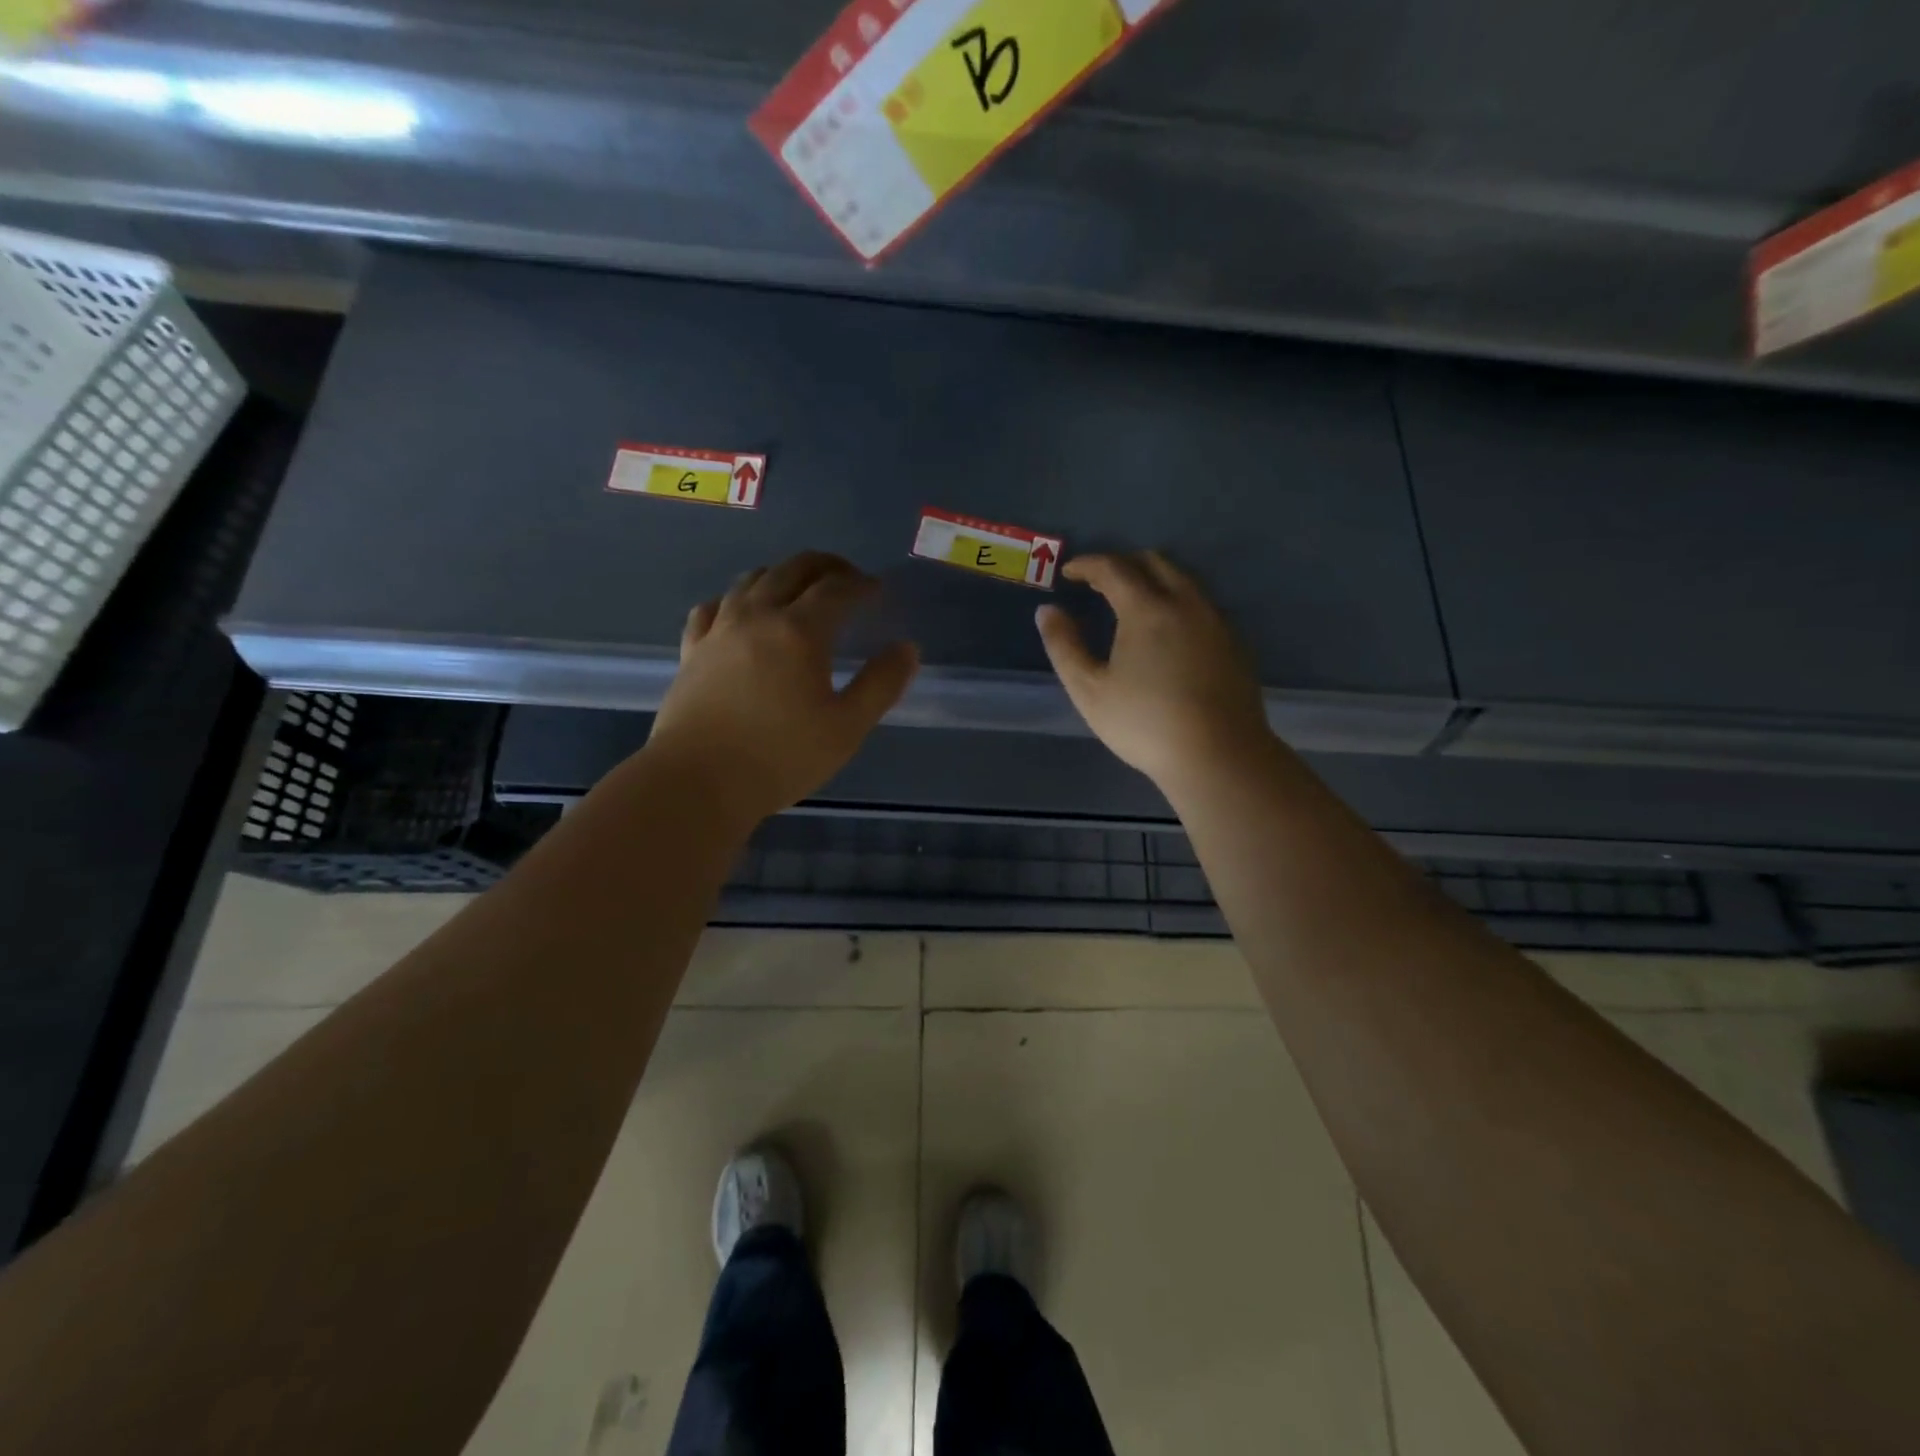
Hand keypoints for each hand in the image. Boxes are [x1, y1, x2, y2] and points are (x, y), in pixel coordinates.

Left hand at [648, 552, 918, 825]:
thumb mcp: (846, 728)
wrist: (697, 781)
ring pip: (751, 580)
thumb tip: (907, 649)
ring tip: (799, 590)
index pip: (836, 589)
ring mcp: (719, 630)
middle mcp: (757, 616)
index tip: (877, 590)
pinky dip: (735, 599)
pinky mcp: (691, 650)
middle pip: (792, 569)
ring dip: (782, 575)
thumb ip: (881, 685)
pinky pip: (713, 607)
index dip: (861, 585)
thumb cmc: (781, 757)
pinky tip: (739, 612)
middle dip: (826, 567)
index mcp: (799, 631)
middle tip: (847, 578)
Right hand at [1036, 551, 1271, 788]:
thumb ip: (1064, 646)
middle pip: (1154, 562)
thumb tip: (1047, 610)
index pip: (1113, 568)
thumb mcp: (1089, 690)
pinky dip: (1178, 602)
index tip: (1069, 572)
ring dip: (1154, 579)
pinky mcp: (1235, 643)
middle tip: (1100, 582)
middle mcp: (1186, 603)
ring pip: (1184, 580)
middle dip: (1123, 564)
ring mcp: (1216, 621)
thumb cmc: (1144, 724)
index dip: (1087, 565)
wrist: (1219, 755)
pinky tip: (1169, 631)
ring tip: (1133, 601)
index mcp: (1147, 609)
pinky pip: (1202, 604)